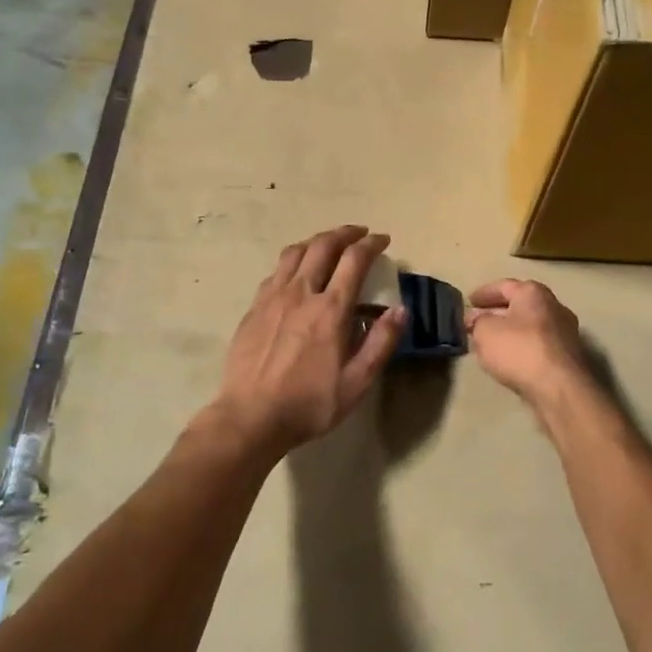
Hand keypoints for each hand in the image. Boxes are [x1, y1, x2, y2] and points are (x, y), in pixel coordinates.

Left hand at [206, 226, 405, 457]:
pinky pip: (276, 271)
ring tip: (329, 244)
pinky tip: (297, 273)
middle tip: (359, 234)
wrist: (250, 418)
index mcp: (330, 310)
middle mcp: (300, 293)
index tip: (383, 241)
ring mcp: (272, 297)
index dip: (371, 244)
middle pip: (323, 245)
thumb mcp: (356, 383)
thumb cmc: (309, 404)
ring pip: (295, 252)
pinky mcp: (253, 308)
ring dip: (316, 241)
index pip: (354, 260)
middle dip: (345, 233)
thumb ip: (381, 343)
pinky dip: (293, 261)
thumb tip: (401, 310)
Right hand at [465, 279, 590, 404]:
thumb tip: (478, 320)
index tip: (468, 302)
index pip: (503, 286)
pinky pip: (537, 344)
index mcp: (533, 292)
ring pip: (529, 326)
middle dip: (495, 313)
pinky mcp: (567, 356)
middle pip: (519, 305)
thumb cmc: (519, 350)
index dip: (483, 293)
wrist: (559, 387)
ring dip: (509, 332)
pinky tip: (508, 359)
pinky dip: (521, 347)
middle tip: (475, 323)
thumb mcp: (485, 331)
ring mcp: (564, 331)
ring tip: (488, 343)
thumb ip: (478, 322)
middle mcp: (553, 306)